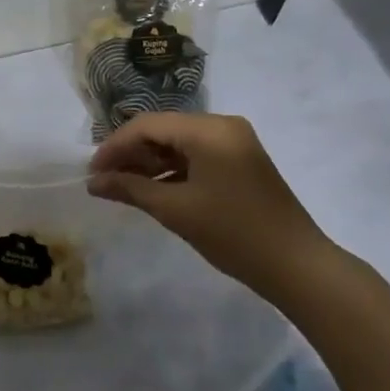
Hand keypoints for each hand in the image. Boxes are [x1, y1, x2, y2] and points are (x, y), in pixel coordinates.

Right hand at [88, 112, 341, 301]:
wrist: (297, 265)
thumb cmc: (233, 234)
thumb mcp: (176, 210)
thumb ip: (130, 189)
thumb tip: (93, 182)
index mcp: (209, 130)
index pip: (148, 125)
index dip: (115, 146)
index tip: (92, 173)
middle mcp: (222, 125)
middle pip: (163, 129)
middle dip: (131, 152)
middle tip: (104, 180)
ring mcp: (235, 141)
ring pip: (178, 142)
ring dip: (149, 161)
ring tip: (123, 186)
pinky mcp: (240, 159)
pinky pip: (196, 154)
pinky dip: (172, 169)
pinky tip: (153, 189)